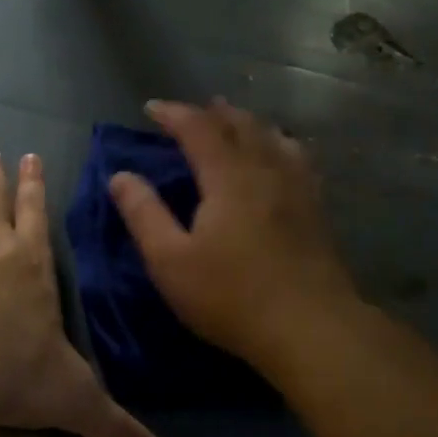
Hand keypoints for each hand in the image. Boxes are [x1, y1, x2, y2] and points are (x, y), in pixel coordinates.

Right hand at [109, 99, 356, 367]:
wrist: (310, 327)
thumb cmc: (232, 297)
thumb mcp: (171, 262)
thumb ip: (144, 215)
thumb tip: (120, 176)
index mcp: (228, 177)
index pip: (198, 129)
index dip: (174, 114)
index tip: (151, 108)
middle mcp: (266, 170)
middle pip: (241, 125)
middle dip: (213, 113)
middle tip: (193, 112)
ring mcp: (298, 188)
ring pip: (273, 137)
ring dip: (248, 123)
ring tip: (234, 123)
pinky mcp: (317, 209)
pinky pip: (297, 158)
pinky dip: (279, 144)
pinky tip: (281, 155)